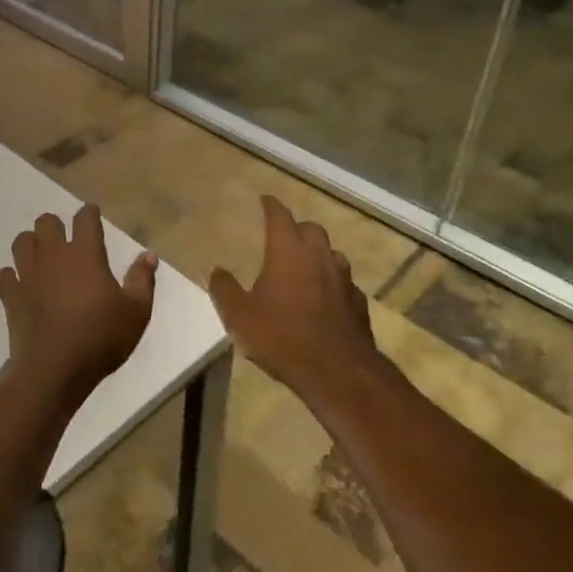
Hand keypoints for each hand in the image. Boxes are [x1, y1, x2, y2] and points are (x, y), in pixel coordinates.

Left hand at [0, 203, 156, 406]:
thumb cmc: (100, 339)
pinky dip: (11, 276)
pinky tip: (22, 286)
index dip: (89, 213)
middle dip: (55, 226)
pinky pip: (4, 274)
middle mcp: (54, 256)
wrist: (54, 370)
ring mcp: (28, 274)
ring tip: (43, 260)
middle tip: (66, 243)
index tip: (91, 215)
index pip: (84, 218)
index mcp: (85, 254)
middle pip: (46, 222)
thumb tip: (148, 254)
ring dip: (31, 245)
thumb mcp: (136, 312)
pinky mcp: (10, 296)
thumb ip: (142, 280)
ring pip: (21, 242)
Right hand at [208, 196, 378, 397]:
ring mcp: (343, 279)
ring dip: (318, 255)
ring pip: (332, 255)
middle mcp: (319, 257)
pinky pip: (344, 284)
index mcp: (289, 251)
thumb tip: (214, 270)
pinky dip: (332, 284)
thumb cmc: (282, 336)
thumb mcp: (239, 315)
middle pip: (311, 229)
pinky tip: (324, 299)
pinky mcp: (358, 304)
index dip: (271, 206)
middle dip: (297, 228)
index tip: (265, 199)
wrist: (337, 372)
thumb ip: (224, 289)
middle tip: (283, 236)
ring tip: (304, 267)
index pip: (280, 216)